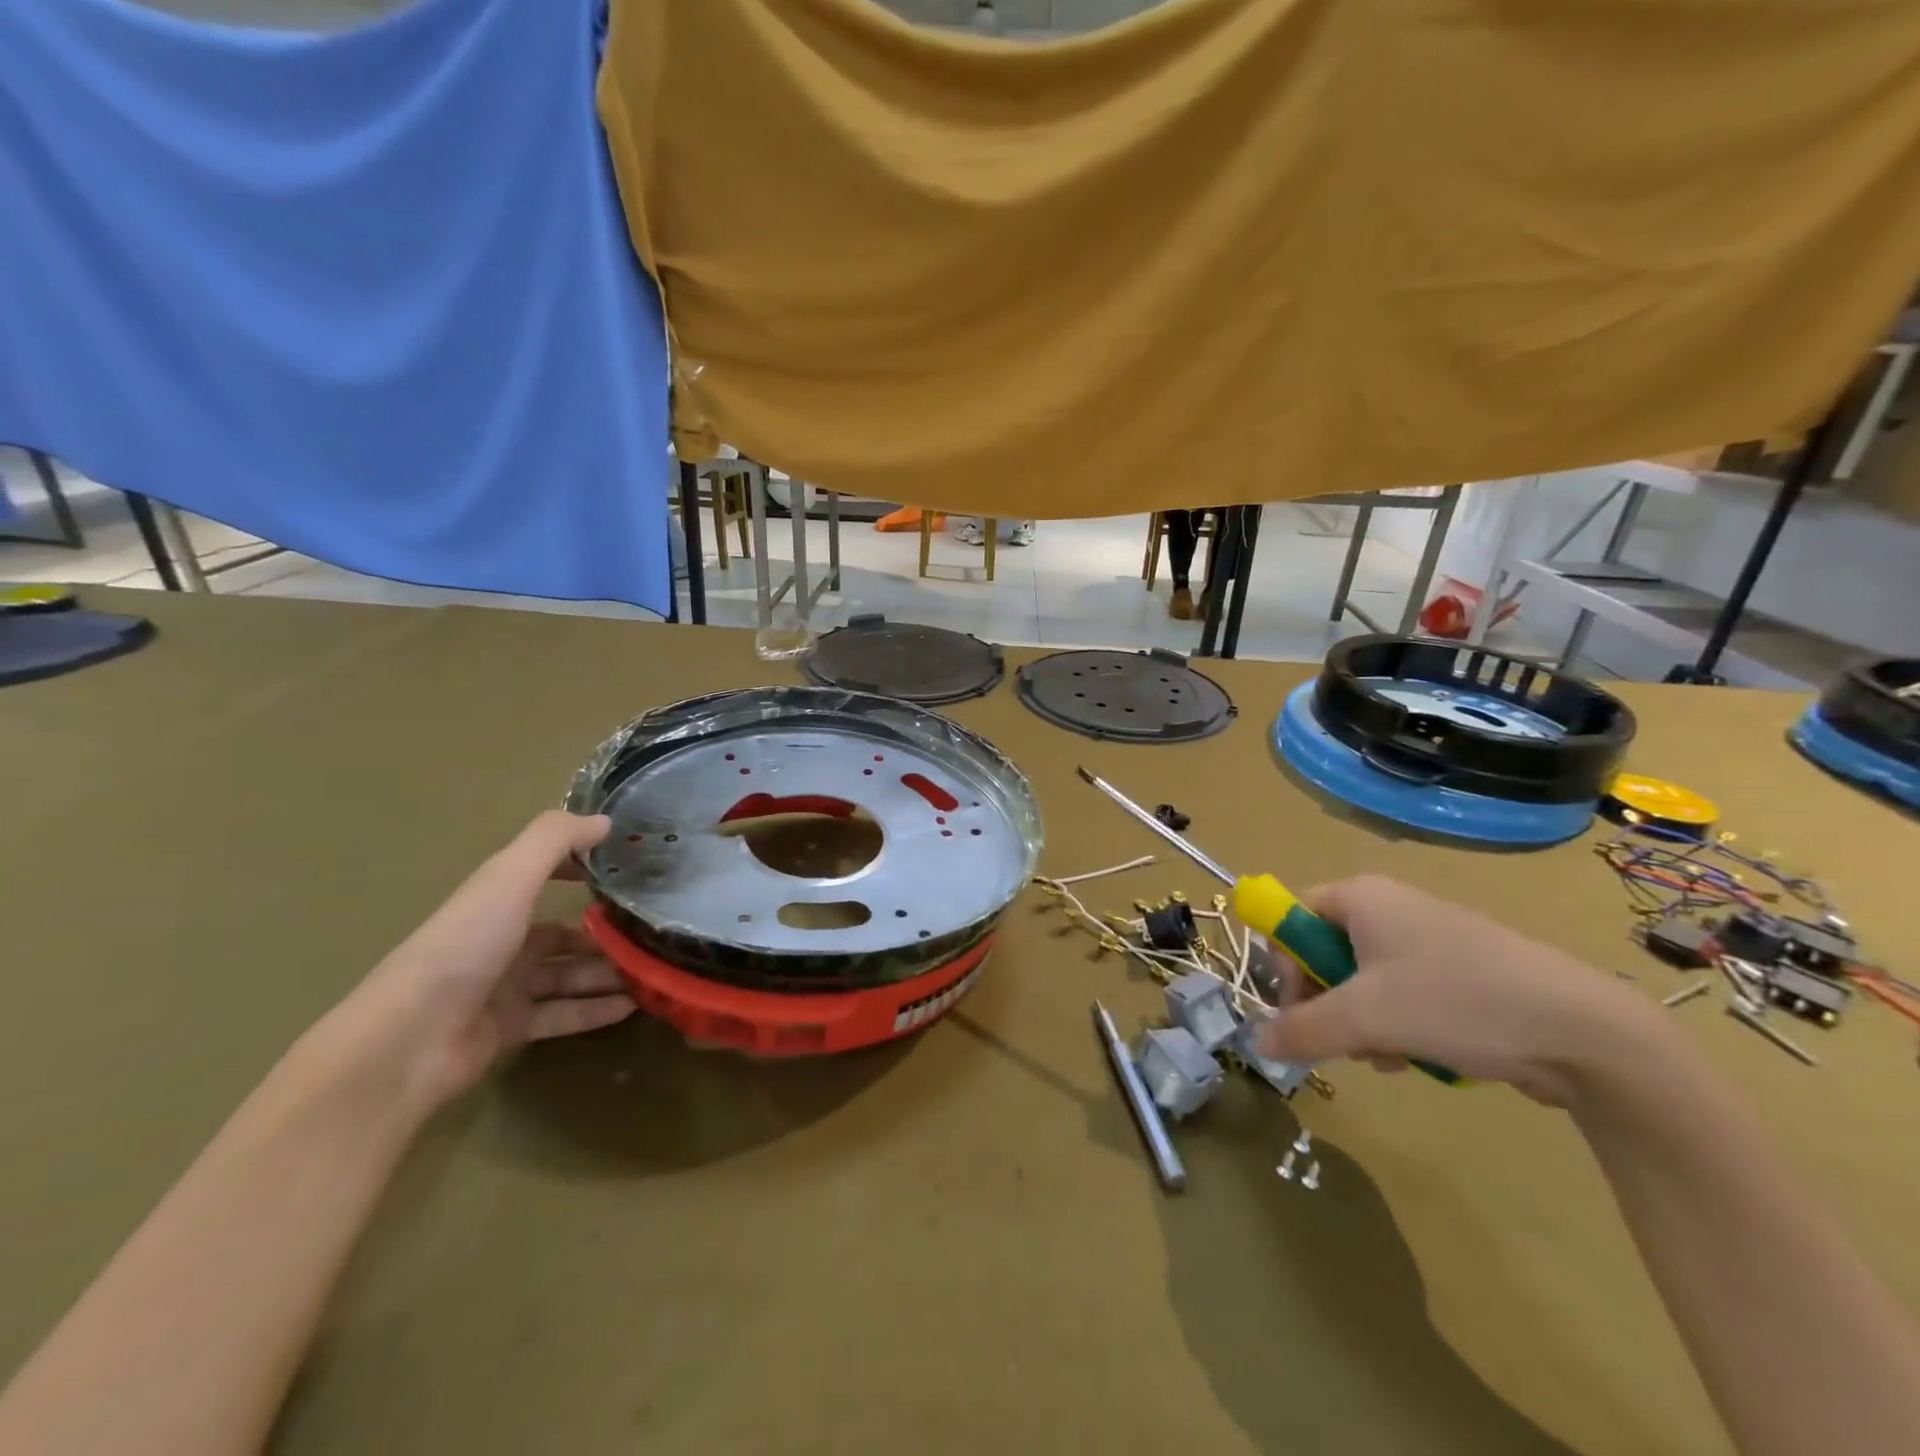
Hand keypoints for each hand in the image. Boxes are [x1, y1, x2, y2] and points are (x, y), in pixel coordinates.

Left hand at [341, 812, 636, 1109]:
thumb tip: (604, 820)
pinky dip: (595, 1010)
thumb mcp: (509, 879)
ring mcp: (503, 988)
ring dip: (607, 971)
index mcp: (496, 902)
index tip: (624, 867)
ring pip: (567, 974)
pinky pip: (563, 1014)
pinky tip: (632, 1006)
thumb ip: (554, 840)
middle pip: (562, 932)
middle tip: (650, 930)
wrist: (409, 1042)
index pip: (542, 875)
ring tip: (652, 970)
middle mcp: (500, 941)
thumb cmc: (464, 947)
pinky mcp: (509, 1029)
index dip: (579, 866)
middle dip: (604, 931)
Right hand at [1253, 875, 1660, 1105]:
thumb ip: (1302, 1029)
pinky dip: (1398, 1026)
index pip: (1291, 917)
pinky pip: (1401, 993)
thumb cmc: (1456, 1001)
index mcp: (1360, 897)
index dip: (1286, 964)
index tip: (1300, 1009)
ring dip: (1362, 1024)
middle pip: (1324, 953)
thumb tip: (1255, 1043)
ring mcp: (1427, 938)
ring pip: (1362, 981)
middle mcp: (1388, 907)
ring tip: (1387, 1057)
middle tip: (1344, 1041)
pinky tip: (1418, 1058)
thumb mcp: (1365, 1018)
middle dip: (1328, 1004)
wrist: (1583, 1029)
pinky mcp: (1458, 971)